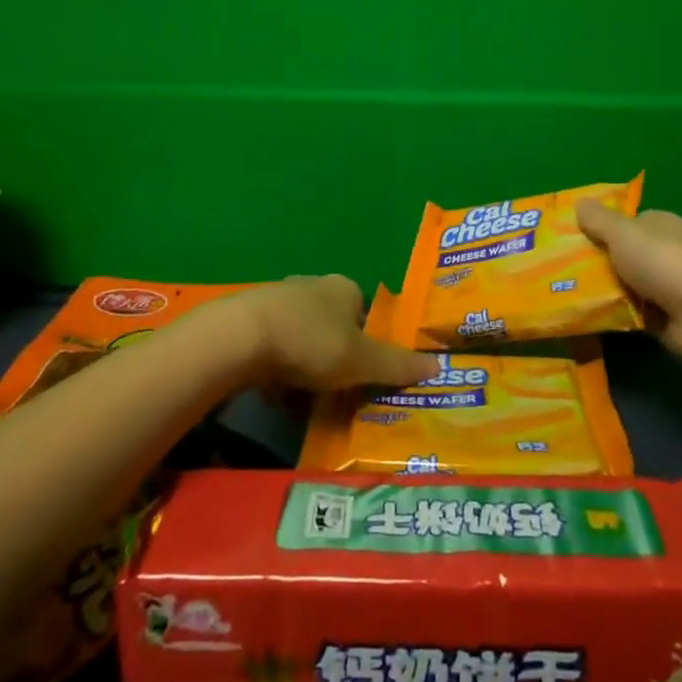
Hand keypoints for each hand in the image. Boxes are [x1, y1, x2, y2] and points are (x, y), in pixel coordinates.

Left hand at [235, 276, 436, 392]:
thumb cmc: (311, 342)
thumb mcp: (362, 360)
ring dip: (303, 361)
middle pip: (331, 322)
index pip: (364, 311)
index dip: (366, 341)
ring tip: (303, 396)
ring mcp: (277, 298)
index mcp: (343, 288)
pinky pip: (271, 344)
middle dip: (333, 353)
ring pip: (300, 333)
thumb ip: (397, 365)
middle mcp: (312, 285)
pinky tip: (272, 391)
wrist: (241, 337)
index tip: (363, 371)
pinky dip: (276, 366)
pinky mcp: (248, 316)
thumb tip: (440, 366)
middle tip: (336, 388)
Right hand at [576, 202, 681, 369]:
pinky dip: (613, 318)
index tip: (564, 242)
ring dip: (601, 294)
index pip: (622, 225)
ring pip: (623, 288)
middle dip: (593, 265)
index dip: (595, 231)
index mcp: (658, 226)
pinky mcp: (667, 321)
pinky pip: (630, 316)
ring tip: (561, 297)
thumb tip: (580, 202)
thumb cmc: (666, 262)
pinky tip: (585, 319)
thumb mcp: (624, 233)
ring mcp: (667, 289)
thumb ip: (599, 220)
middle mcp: (664, 253)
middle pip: (621, 257)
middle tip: (554, 273)